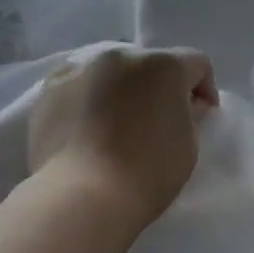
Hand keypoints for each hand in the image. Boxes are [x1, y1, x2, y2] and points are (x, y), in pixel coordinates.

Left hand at [28, 47, 217, 233]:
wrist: (80, 196)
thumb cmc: (146, 173)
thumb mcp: (188, 146)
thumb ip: (190, 116)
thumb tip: (184, 105)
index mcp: (163, 66)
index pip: (195, 63)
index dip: (203, 88)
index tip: (202, 116)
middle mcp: (121, 56)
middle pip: (149, 64)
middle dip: (158, 87)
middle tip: (156, 121)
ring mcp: (81, 69)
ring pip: (110, 72)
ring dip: (120, 90)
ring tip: (115, 125)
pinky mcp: (49, 89)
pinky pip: (77, 86)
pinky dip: (87, 99)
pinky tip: (85, 128)